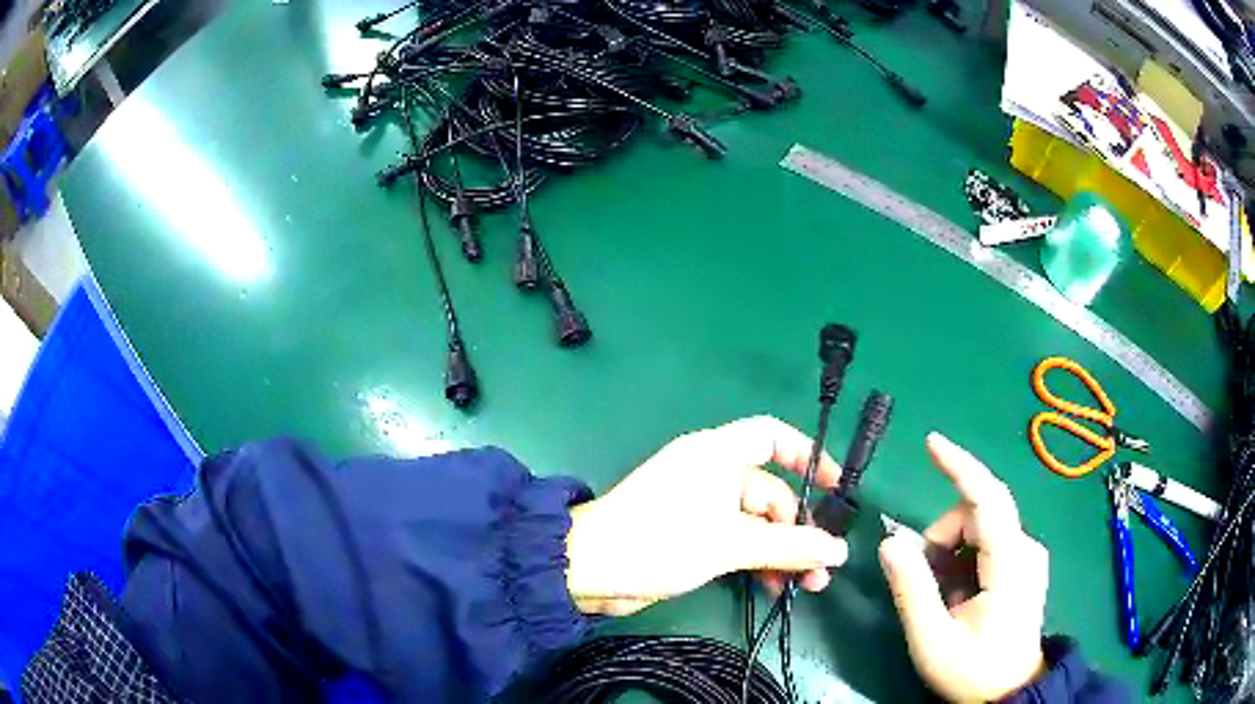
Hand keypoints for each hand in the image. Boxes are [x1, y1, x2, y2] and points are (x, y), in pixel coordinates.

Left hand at [565, 416, 848, 615]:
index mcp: (718, 453)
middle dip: (798, 528)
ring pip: (755, 523)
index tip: (835, 487)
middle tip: (821, 566)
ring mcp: (700, 506)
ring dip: (781, 552)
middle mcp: (711, 473)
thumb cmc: (661, 540)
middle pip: (770, 491)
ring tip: (805, 587)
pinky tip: (772, 589)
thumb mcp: (732, 543)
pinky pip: (736, 541)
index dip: (807, 455)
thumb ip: (789, 546)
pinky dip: (755, 561)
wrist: (589, 570)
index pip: (772, 436)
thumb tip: (840, 551)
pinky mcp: (690, 535)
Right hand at [879, 433, 1048, 701]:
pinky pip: (988, 540)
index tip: (931, 442)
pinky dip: (964, 557)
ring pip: (980, 526)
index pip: (987, 500)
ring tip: (944, 596)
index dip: (959, 467)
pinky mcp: (1024, 561)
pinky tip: (960, 591)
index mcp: (1010, 565)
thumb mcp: (932, 641)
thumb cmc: (973, 671)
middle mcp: (1026, 548)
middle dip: (942, 538)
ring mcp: (1028, 554)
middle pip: (977, 514)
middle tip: (926, 582)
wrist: (1010, 690)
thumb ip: (912, 590)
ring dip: (951, 551)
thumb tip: (890, 541)